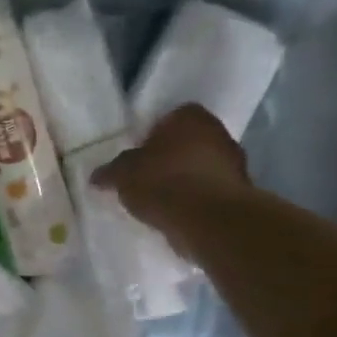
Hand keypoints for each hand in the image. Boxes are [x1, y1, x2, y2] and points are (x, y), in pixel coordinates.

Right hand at [90, 104, 249, 249]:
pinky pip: (210, 190)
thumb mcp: (122, 175)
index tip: (138, 156)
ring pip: (201, 165)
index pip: (169, 117)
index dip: (152, 135)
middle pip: (188, 141)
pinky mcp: (240, 192)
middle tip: (146, 176)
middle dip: (170, 156)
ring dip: (185, 178)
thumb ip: (110, 172)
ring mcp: (234, 162)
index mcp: (190, 117)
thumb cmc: (162, 183)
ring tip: (160, 199)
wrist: (207, 220)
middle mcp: (218, 131)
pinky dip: (196, 198)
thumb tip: (96, 176)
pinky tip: (178, 214)